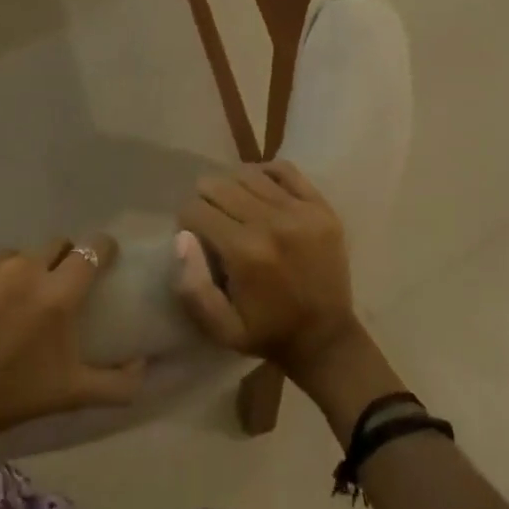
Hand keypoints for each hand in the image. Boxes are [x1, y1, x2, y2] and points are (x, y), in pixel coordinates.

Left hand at [0, 238, 145, 508]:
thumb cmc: (7, 401)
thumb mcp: (70, 396)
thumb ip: (118, 383)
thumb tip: (145, 366)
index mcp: (57, 293)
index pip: (93, 249)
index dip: (102, 249)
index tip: (103, 257)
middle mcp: (21, 267)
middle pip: (53, 246)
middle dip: (57, 261)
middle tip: (48, 291)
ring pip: (9, 256)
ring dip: (12, 274)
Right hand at [173, 161, 359, 379]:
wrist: (327, 339)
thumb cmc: (267, 333)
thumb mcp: (219, 327)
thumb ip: (192, 286)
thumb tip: (182, 237)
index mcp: (245, 252)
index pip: (195, 209)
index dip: (186, 222)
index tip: (196, 238)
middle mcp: (271, 223)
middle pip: (217, 184)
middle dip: (205, 201)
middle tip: (213, 222)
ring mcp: (300, 211)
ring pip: (246, 173)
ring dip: (232, 186)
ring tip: (235, 207)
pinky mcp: (321, 207)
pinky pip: (284, 169)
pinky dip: (265, 174)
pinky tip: (260, 191)